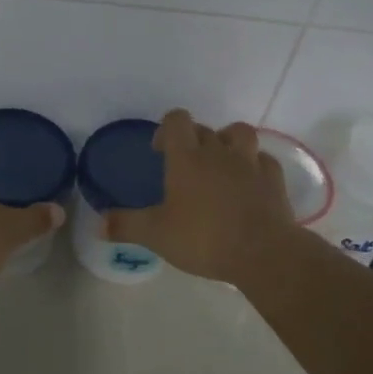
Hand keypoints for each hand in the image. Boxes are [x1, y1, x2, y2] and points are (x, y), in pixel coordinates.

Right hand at [104, 110, 296, 284]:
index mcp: (187, 158)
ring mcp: (249, 163)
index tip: (160, 150)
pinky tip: (250, 182)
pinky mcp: (274, 179)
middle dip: (192, 139)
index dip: (167, 128)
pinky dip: (255, 166)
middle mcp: (218, 152)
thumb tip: (98, 224)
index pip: (177, 121)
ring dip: (228, 141)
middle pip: (204, 129)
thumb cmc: (204, 238)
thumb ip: (126, 225)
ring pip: (239, 133)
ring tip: (221, 162)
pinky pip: (264, 161)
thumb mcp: (156, 235)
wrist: (262, 252)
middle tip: (184, 165)